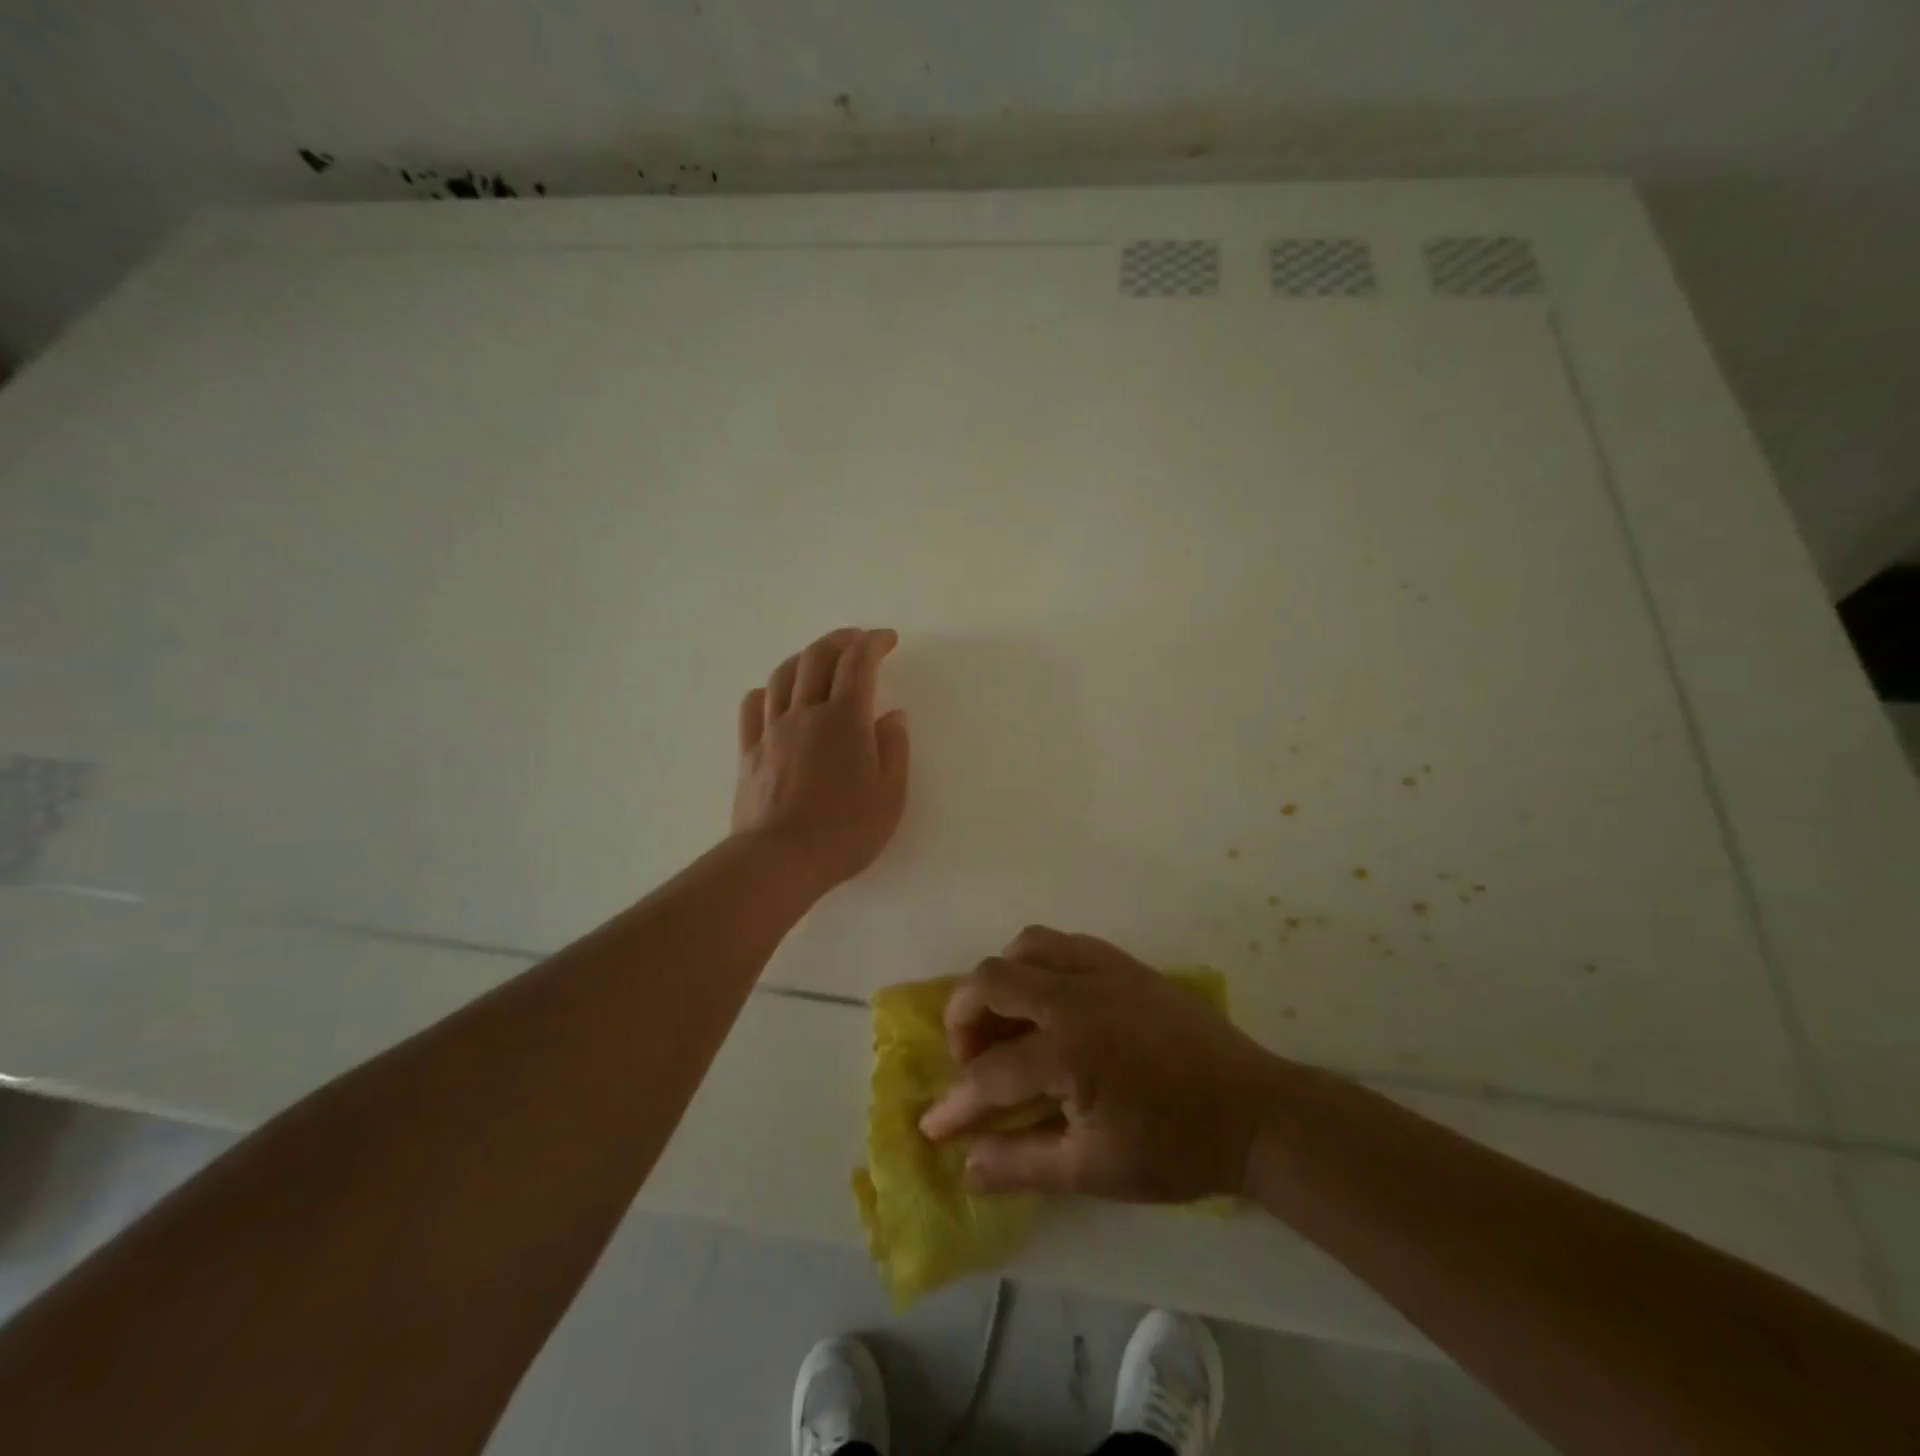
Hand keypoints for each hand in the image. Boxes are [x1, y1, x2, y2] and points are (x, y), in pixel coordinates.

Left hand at [732, 628, 910, 894]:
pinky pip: (752, 707)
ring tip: (819, 660)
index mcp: (845, 720)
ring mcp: (772, 731)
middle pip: (817, 657)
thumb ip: (894, 749)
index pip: (858, 663)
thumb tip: (892, 716)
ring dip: (804, 657)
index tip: (887, 638)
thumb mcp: (890, 796)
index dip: (873, 643)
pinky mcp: (748, 752)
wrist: (780, 860)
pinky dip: (767, 690)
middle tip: (856, 639)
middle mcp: (805, 713)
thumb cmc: (844, 831)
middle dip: (839, 639)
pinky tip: (774, 696)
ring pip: (782, 675)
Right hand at [919, 927, 1283, 1201]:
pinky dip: (1038, 963)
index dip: (955, 1104)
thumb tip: (965, 1167)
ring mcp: (1101, 969)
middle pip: (991, 981)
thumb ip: (1022, 1164)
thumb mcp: (1094, 1171)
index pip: (989, 1074)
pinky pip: (1063, 943)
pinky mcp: (1123, 961)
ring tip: (1005, 1021)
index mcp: (1068, 1052)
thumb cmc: (1175, 1147)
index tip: (933, 1125)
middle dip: (962, 1019)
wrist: (1253, 1110)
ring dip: (1000, 980)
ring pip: (1025, 946)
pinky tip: (1048, 999)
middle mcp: (1075, 995)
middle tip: (969, 1059)